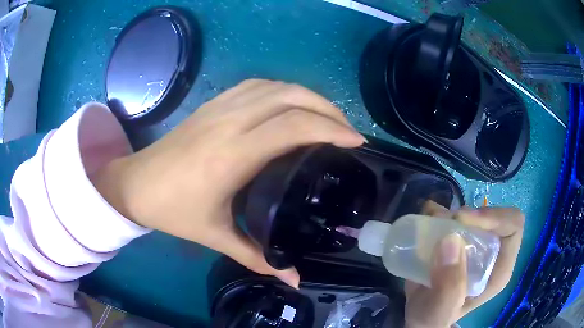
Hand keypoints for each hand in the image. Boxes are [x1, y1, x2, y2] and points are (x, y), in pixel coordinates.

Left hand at [92, 79, 364, 287]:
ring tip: (325, 116)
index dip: (331, 129)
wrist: (135, 184)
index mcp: (233, 154)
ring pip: (275, 86)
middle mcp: (230, 121)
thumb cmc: (172, 210)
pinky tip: (289, 105)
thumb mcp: (215, 236)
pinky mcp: (212, 103)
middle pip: (291, 97)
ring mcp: (220, 107)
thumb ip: (257, 257)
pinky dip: (282, 90)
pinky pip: (256, 85)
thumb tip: (294, 280)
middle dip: (327, 108)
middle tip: (347, 129)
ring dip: (307, 95)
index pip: (294, 126)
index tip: (356, 141)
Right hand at [405, 204, 523, 327]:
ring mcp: (475, 244)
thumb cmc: (434, 319)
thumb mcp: (440, 312)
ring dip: (451, 213)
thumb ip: (449, 287)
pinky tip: (426, 219)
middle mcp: (491, 251)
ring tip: (430, 223)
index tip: (463, 222)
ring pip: (471, 212)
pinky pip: (452, 215)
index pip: (512, 226)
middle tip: (443, 224)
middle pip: (492, 216)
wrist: (419, 319)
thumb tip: (451, 240)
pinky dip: (439, 212)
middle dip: (469, 215)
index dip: (493, 217)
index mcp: (499, 268)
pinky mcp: (457, 240)